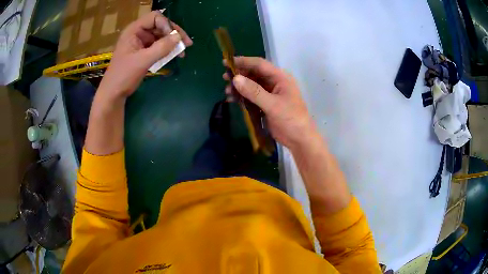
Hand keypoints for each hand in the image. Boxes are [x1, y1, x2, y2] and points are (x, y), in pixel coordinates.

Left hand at [98, 11, 192, 98]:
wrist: (113, 93)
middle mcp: (138, 33)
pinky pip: (158, 45)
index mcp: (133, 30)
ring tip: (182, 52)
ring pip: (161, 36)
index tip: (174, 38)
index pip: (155, 18)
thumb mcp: (143, 61)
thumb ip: (161, 48)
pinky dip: (166, 49)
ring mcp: (140, 42)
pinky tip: (174, 55)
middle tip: (187, 44)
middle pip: (160, 25)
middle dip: (173, 33)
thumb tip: (179, 37)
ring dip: (172, 42)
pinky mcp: (143, 51)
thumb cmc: (123, 76)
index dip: (167, 25)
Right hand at [224, 57, 316, 149]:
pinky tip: (232, 100)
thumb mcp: (272, 105)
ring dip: (239, 87)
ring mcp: (269, 93)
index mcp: (280, 78)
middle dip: (239, 75)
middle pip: (254, 74)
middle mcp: (274, 82)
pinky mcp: (265, 104)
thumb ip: (254, 91)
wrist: (299, 139)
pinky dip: (242, 97)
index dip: (243, 62)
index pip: (259, 65)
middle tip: (224, 78)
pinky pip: (251, 96)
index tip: (226, 62)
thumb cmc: (290, 119)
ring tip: (227, 91)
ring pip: (251, 85)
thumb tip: (235, 79)